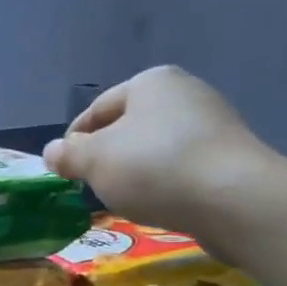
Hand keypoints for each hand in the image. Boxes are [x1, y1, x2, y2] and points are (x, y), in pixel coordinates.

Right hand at [43, 66, 276, 241]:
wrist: (234, 199)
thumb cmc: (154, 167)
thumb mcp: (95, 161)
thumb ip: (69, 155)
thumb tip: (51, 152)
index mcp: (150, 81)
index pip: (98, 109)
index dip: (74, 139)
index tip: (63, 168)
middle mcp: (185, 93)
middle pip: (129, 127)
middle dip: (108, 155)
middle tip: (90, 185)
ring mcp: (214, 124)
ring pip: (156, 148)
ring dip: (136, 171)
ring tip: (124, 200)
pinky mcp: (231, 157)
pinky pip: (183, 167)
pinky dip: (165, 183)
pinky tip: (159, 204)